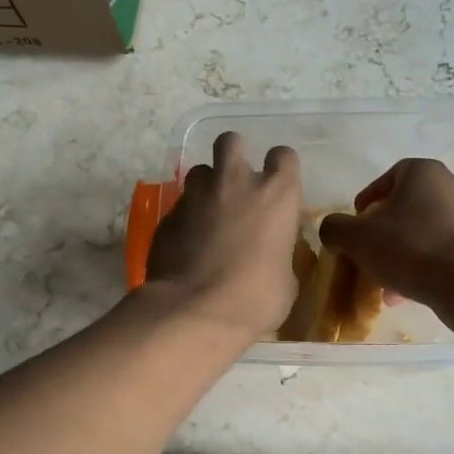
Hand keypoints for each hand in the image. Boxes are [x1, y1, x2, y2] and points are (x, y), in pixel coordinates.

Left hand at [143, 133, 301, 339]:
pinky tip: (188, 244)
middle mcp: (235, 182)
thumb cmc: (255, 299)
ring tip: (209, 213)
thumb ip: (280, 255)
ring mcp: (196, 196)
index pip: (284, 156)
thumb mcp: (285, 281)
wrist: (194, 312)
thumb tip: (272, 257)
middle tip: (237, 183)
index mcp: (276, 195)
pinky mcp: (168, 215)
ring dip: (207, 186)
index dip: (281, 169)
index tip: (279, 188)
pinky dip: (186, 218)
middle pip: (231, 141)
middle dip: (234, 155)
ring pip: (200, 171)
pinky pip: (180, 206)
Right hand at [318, 159, 453, 310]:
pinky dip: (427, 265)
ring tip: (387, 282)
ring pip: (428, 232)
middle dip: (387, 231)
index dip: (369, 198)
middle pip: (410, 206)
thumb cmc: (409, 247)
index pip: (390, 176)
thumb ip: (336, 229)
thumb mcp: (357, 238)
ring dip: (405, 252)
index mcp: (425, 172)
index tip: (357, 222)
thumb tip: (332, 230)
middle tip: (370, 253)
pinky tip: (410, 291)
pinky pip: (447, 251)